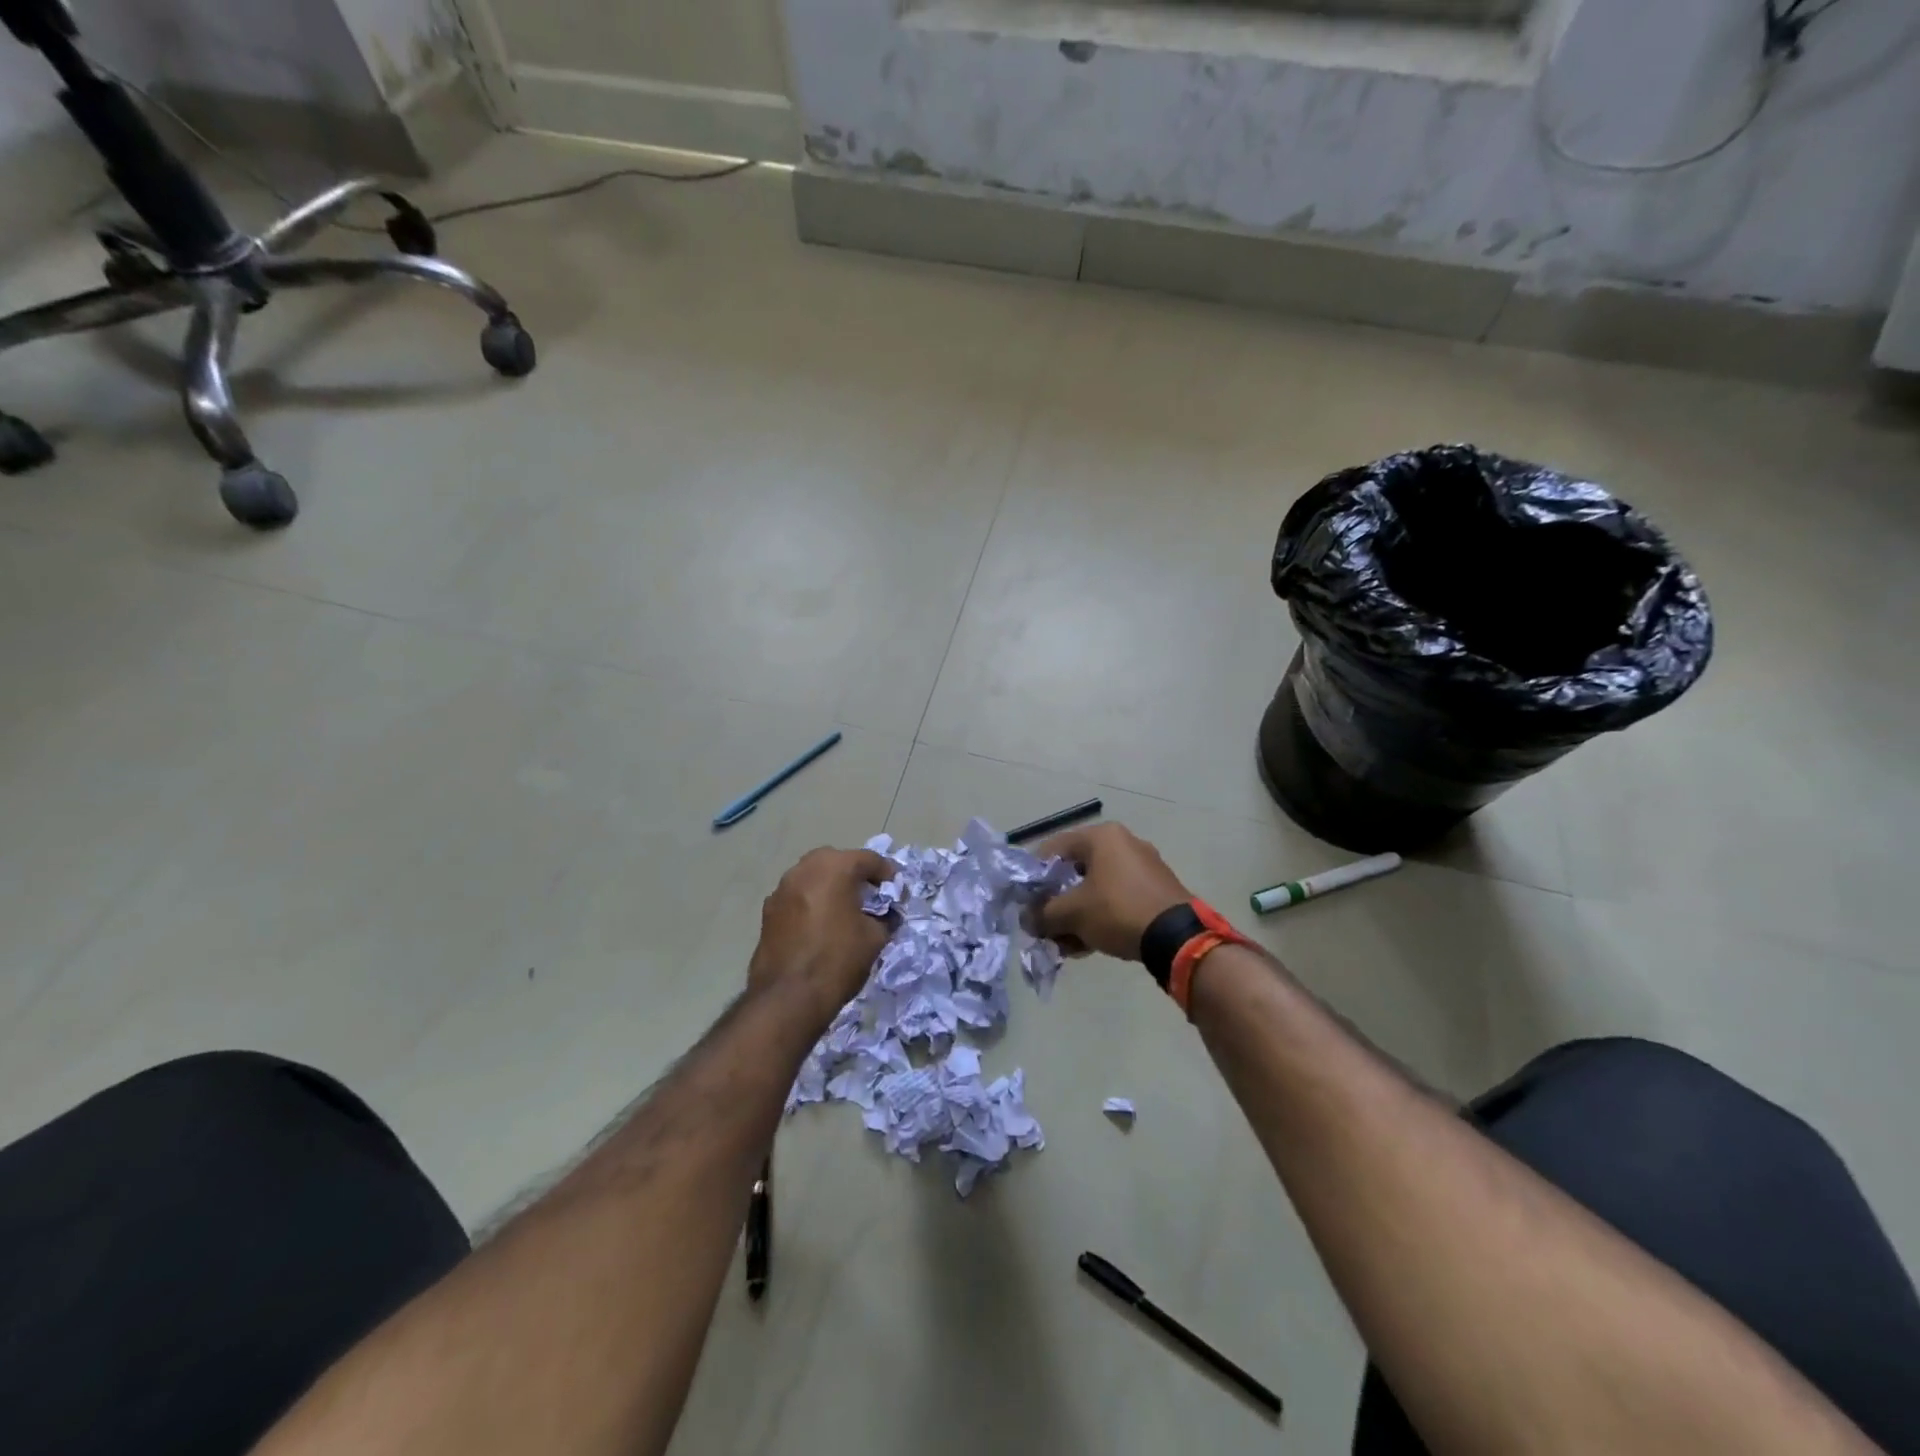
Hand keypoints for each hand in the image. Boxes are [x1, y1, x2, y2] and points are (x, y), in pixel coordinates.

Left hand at [748, 847, 894, 1023]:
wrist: (788, 997)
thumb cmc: (838, 959)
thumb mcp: (875, 938)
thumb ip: (885, 918)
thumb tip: (887, 915)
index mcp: (834, 867)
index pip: (869, 859)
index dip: (887, 874)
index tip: (897, 892)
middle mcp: (804, 869)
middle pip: (837, 861)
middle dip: (855, 874)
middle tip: (870, 896)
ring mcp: (782, 888)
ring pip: (813, 877)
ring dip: (830, 886)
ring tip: (844, 910)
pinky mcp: (768, 911)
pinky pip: (797, 896)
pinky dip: (811, 902)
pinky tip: (820, 925)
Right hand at [1032, 823, 1189, 961]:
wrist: (1178, 938)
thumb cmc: (1118, 911)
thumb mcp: (1072, 913)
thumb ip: (1043, 914)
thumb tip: (1027, 920)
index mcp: (1102, 836)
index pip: (1053, 848)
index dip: (1034, 875)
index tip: (1025, 901)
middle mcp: (1123, 843)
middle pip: (1075, 870)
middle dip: (1056, 901)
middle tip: (1044, 925)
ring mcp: (1142, 867)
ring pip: (1095, 888)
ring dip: (1075, 915)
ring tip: (1063, 943)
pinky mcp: (1155, 890)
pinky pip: (1116, 899)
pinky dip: (1098, 917)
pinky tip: (1086, 945)